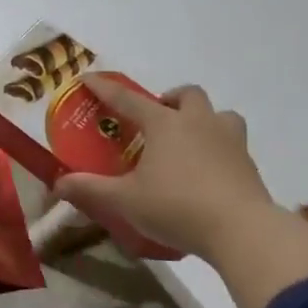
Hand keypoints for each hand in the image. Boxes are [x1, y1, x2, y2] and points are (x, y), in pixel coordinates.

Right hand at [51, 77, 272, 263]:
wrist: (241, 229)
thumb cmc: (177, 207)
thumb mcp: (126, 201)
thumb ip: (92, 189)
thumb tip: (58, 183)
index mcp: (165, 125)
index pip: (128, 100)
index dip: (105, 89)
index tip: (88, 78)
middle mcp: (198, 123)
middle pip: (187, 95)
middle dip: (170, 99)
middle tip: (156, 119)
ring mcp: (229, 140)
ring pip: (219, 114)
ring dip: (203, 119)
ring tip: (190, 140)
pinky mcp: (248, 163)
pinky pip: (233, 142)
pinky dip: (219, 147)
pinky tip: (210, 169)